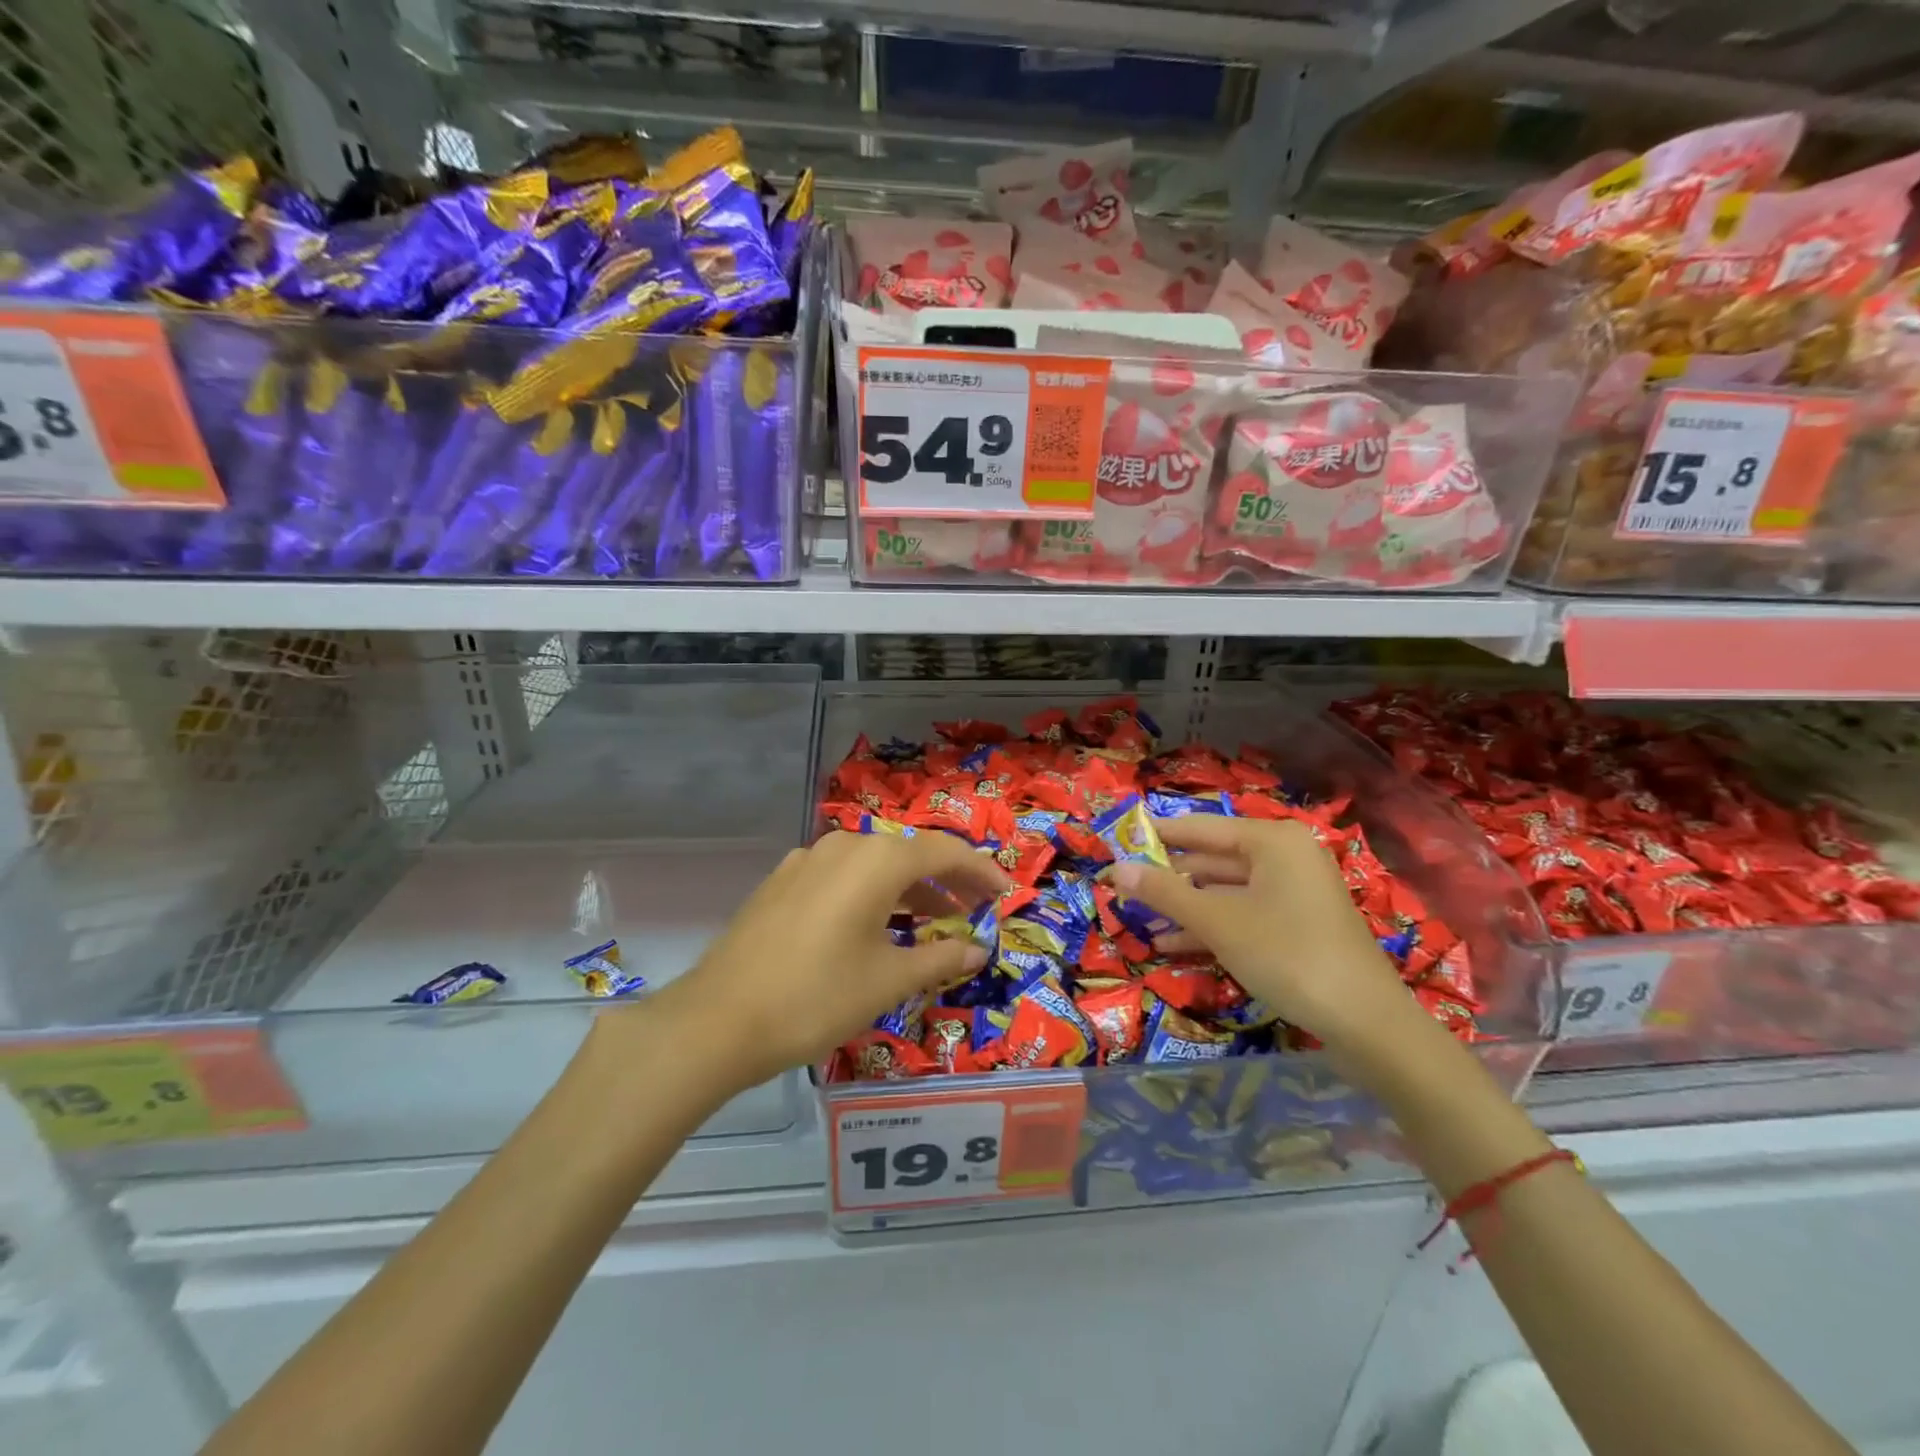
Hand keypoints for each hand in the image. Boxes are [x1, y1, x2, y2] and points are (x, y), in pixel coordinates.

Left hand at [641, 831, 1011, 1089]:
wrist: (718, 1019)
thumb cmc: (817, 997)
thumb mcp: (888, 980)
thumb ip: (941, 958)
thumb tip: (979, 949)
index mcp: (876, 860)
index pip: (944, 852)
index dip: (980, 871)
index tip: (1005, 894)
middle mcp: (843, 846)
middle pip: (909, 854)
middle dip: (947, 879)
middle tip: (976, 908)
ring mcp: (807, 861)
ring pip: (874, 866)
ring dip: (909, 888)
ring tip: (935, 919)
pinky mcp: (782, 882)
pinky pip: (843, 877)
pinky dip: (872, 894)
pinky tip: (877, 925)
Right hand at [1105, 814, 1417, 1052]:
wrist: (1366, 1023)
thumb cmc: (1286, 954)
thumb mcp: (1217, 922)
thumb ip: (1164, 892)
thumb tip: (1115, 869)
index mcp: (1272, 840)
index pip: (1200, 828)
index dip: (1157, 837)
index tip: (1117, 844)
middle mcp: (1284, 857)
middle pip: (1213, 859)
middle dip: (1168, 878)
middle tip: (1121, 888)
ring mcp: (1294, 893)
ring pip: (1226, 891)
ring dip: (1184, 907)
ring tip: (1138, 920)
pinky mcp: (1297, 926)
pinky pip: (1243, 914)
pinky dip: (1210, 927)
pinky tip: (1171, 945)